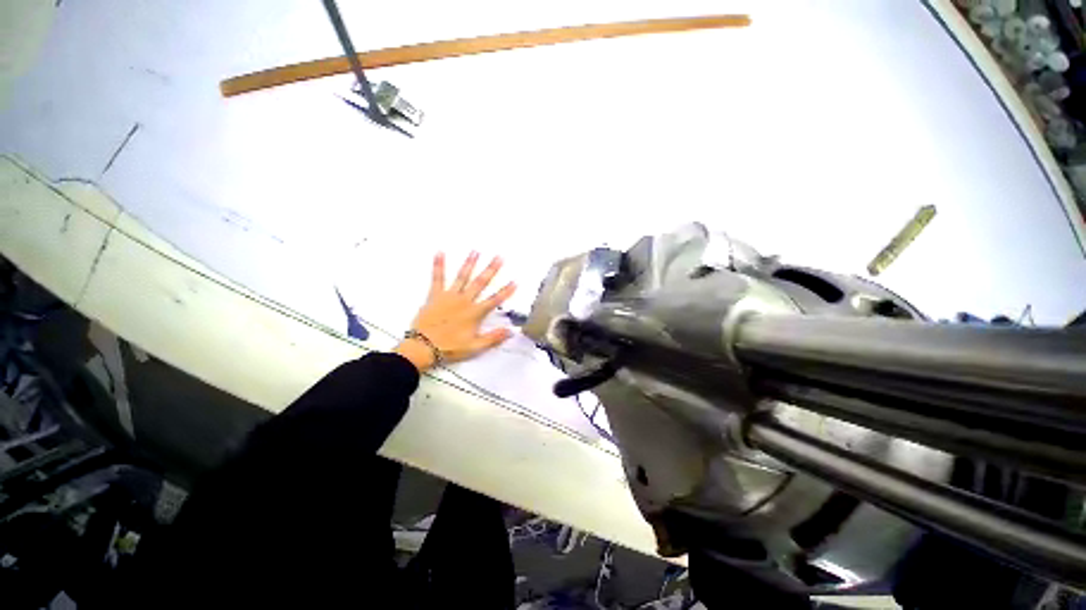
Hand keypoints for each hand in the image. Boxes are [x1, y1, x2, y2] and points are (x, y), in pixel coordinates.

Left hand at [395, 252, 516, 371]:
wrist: (423, 347)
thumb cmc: (449, 348)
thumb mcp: (475, 347)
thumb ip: (493, 338)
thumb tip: (511, 331)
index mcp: (474, 313)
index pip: (494, 300)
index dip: (506, 291)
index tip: (515, 281)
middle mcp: (464, 301)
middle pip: (480, 283)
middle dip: (491, 270)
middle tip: (499, 257)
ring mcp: (449, 296)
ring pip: (462, 277)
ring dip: (470, 263)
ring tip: (476, 251)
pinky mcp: (435, 295)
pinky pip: (437, 278)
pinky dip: (438, 265)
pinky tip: (440, 252)